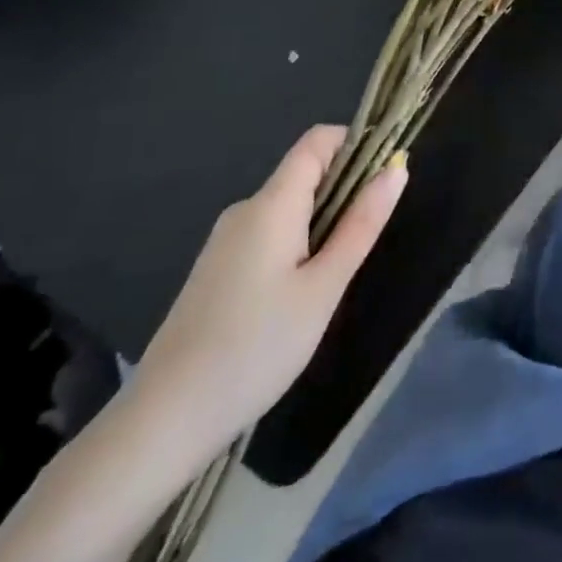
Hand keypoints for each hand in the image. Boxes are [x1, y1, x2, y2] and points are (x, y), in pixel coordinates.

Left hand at [128, 125, 407, 462]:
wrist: (164, 421)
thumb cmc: (256, 347)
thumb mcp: (324, 287)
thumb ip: (362, 224)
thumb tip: (398, 168)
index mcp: (272, 203)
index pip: (318, 141)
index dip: (356, 144)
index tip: (385, 178)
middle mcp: (246, 210)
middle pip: (306, 173)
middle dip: (345, 191)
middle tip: (365, 242)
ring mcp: (225, 240)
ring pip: (289, 207)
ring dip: (322, 223)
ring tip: (333, 278)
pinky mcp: (216, 269)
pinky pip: (269, 233)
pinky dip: (297, 244)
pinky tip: (298, 296)